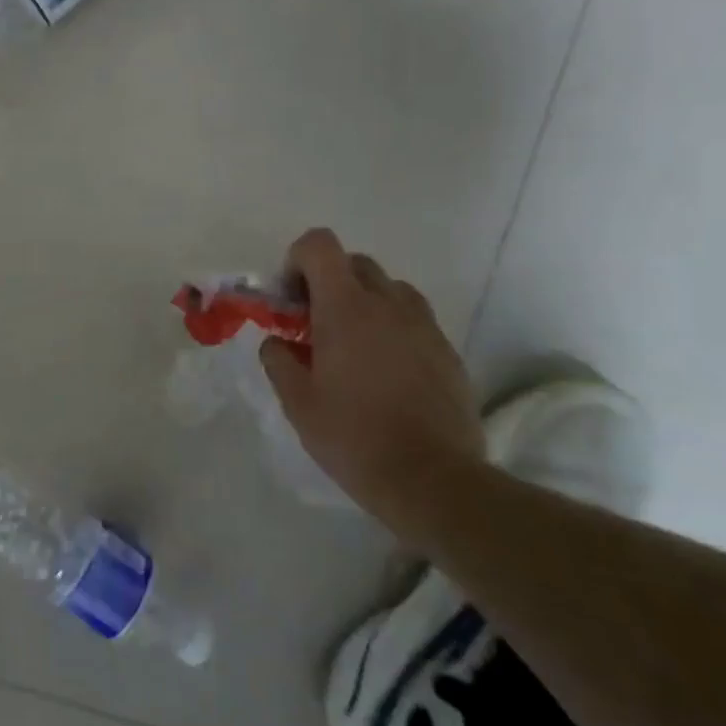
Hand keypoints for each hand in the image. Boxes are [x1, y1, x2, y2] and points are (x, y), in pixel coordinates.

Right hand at [260, 228, 483, 525]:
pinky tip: (384, 372)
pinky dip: (392, 329)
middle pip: (355, 263)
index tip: (290, 298)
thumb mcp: (297, 401)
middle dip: (328, 282)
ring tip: (351, 347)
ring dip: (363, 302)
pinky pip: (414, 320)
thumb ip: (278, 360)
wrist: (433, 480)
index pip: (320, 245)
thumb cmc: (353, 436)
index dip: (297, 260)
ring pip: (389, 289)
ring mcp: (424, 326)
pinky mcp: (448, 351)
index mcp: (345, 308)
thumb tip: (277, 342)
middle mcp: (388, 304)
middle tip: (314, 324)